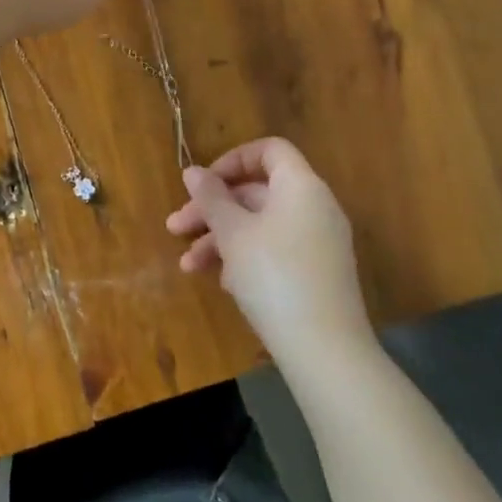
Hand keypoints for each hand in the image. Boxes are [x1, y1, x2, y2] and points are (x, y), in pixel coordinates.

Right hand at [166, 137, 373, 360]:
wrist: (325, 350)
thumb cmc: (274, 276)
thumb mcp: (233, 233)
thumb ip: (211, 198)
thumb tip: (192, 172)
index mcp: (301, 186)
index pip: (269, 151)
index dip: (232, 160)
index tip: (202, 184)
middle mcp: (315, 208)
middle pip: (257, 192)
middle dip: (212, 209)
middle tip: (175, 229)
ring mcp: (319, 243)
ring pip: (260, 226)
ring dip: (220, 239)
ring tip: (188, 266)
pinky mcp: (317, 274)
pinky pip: (275, 251)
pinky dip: (245, 258)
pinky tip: (223, 283)